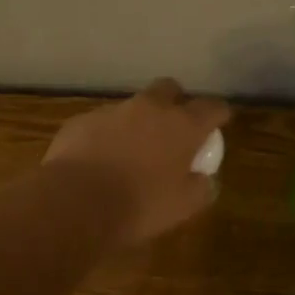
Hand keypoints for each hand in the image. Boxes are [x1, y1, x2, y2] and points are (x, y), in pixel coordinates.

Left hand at [44, 79, 231, 243]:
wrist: (76, 203)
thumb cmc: (139, 206)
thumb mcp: (183, 206)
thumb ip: (200, 187)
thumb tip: (203, 178)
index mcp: (182, 125)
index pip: (212, 107)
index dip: (218, 113)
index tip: (219, 123)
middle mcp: (149, 108)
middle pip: (169, 88)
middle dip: (174, 102)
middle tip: (173, 127)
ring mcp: (113, 111)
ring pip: (132, 106)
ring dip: (137, 122)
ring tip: (131, 151)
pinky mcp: (81, 121)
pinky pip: (101, 123)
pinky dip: (106, 136)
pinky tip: (99, 161)